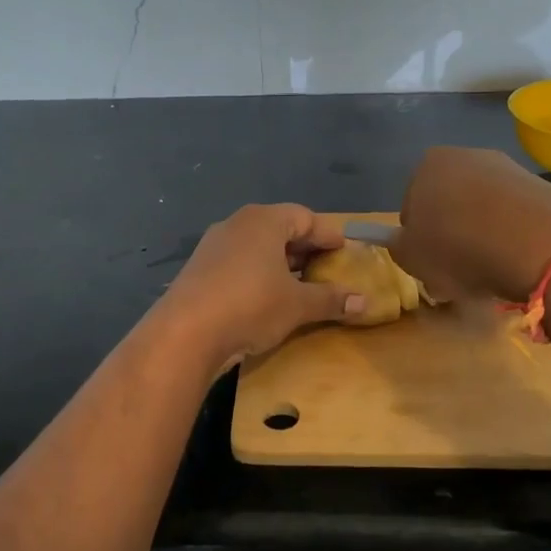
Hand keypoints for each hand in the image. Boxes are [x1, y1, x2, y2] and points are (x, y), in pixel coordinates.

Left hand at [156, 204, 367, 370]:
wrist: (185, 333)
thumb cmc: (251, 305)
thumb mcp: (298, 305)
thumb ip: (332, 299)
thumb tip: (366, 301)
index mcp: (264, 220)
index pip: (305, 217)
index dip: (328, 234)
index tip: (345, 251)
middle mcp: (238, 224)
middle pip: (280, 228)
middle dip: (304, 248)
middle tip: (326, 269)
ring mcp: (214, 245)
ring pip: (257, 247)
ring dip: (280, 263)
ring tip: (300, 285)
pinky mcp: (199, 268)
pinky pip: (238, 262)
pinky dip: (258, 274)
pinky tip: (266, 297)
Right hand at [391, 147, 550, 301]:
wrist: (538, 246)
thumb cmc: (460, 249)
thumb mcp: (411, 258)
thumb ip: (398, 245)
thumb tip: (403, 240)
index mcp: (428, 165)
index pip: (412, 206)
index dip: (418, 238)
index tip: (430, 262)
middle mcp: (466, 155)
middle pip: (449, 202)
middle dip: (451, 232)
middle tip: (457, 269)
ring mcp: (507, 168)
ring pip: (482, 207)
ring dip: (481, 233)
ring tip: (490, 268)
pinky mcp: (540, 186)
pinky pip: (514, 214)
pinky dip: (511, 233)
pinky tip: (515, 257)